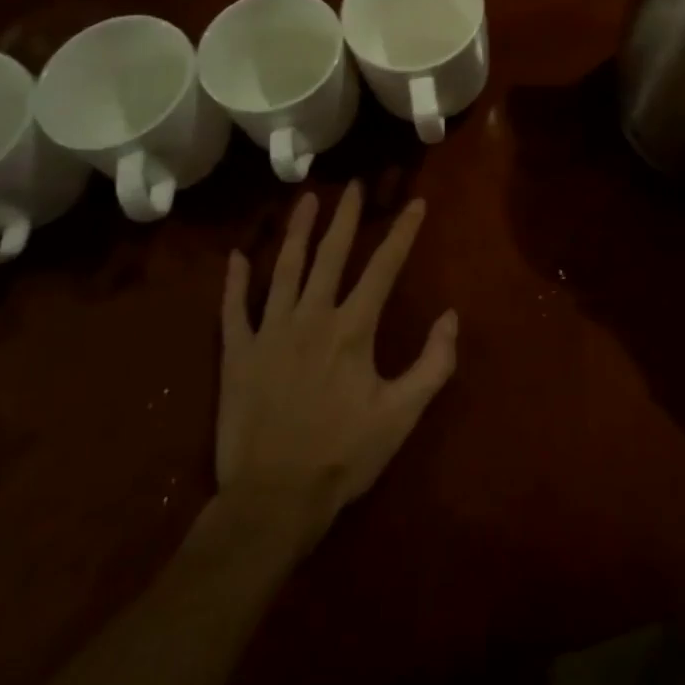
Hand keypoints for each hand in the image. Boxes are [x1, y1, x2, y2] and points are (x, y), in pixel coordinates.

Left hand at [205, 182, 457, 554]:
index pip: (384, 267)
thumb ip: (434, 363)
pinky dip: (234, 282)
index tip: (416, 203)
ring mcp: (269, 332)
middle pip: (330, 254)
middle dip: (344, 217)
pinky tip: (237, 256)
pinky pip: (233, 309)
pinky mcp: (237, 355)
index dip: (403, 232)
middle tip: (352, 185)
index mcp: (352, 328)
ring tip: (305, 199)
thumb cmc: (344, 456)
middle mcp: (311, 317)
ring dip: (296, 231)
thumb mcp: (402, 414)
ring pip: (284, 269)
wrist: (273, 500)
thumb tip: (451, 317)